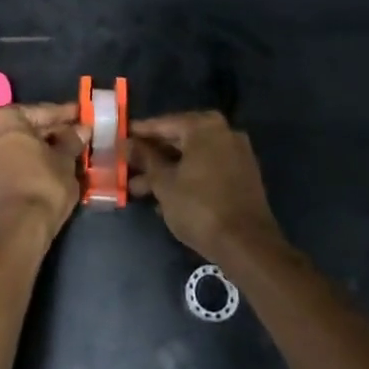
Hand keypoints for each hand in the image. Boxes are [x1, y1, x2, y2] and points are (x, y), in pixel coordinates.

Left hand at [0, 102, 85, 250]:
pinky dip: (32, 160)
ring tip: (70, 150)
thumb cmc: (42, 186)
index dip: (66, 114)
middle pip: (28, 127)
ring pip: (21, 144)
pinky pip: (13, 159)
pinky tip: (52, 165)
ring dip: (43, 147)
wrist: (16, 231)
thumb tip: (81, 129)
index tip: (83, 114)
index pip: (42, 111)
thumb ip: (72, 140)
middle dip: (54, 131)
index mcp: (5, 119)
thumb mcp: (64, 161)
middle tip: (79, 133)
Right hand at [128, 110, 281, 263]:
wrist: (248, 246)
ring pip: (193, 157)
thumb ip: (146, 158)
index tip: (120, 138)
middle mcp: (224, 132)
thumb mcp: (164, 182)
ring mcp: (237, 154)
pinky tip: (166, 198)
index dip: (140, 133)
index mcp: (204, 126)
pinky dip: (187, 178)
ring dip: (167, 171)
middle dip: (152, 156)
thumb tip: (128, 143)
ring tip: (139, 190)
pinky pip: (207, 169)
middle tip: (128, 167)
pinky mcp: (243, 177)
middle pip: (179, 139)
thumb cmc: (199, 207)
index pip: (164, 123)